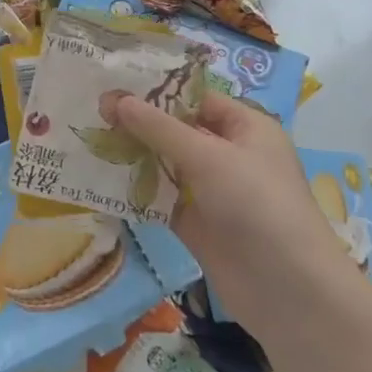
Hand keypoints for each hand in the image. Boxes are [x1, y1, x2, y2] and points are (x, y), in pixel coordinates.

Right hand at [104, 89, 371, 343]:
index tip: (111, 82)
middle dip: (135, 122)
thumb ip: (157, 127)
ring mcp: (210, 189)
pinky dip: (133, 188)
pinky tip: (97, 178)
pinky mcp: (193, 220)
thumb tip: (114, 98)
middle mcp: (228, 153)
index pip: (194, 97)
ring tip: (85, 139)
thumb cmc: (257, 206)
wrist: (286, 289)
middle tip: (89, 110)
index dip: (155, 89)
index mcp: (244, 127)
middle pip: (174, 129)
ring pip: (162, 162)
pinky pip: (157, 196)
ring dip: (130, 154)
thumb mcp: (207, 157)